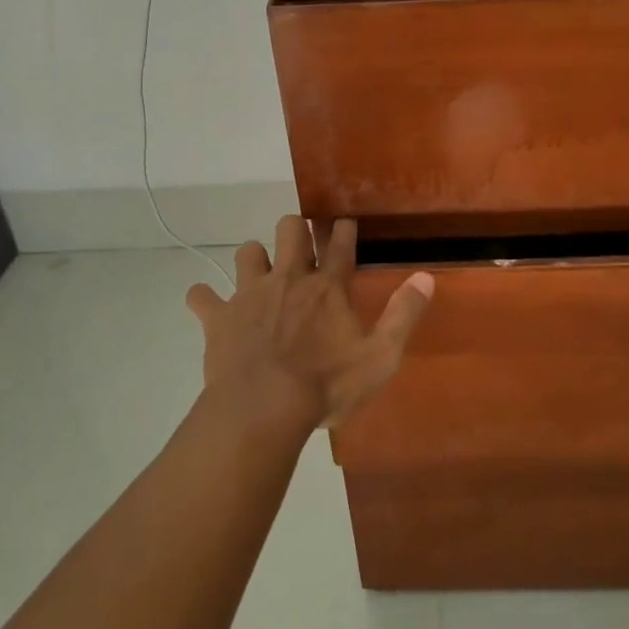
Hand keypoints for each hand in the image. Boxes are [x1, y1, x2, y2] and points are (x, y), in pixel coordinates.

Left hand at [186, 216, 434, 429]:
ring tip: (259, 271)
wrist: (264, 408)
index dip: (344, 230)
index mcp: (328, 287)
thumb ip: (403, 315)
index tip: (344, 221)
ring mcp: (250, 294)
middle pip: (290, 230)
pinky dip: (204, 298)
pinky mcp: (220, 317)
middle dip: (296, 229)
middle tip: (300, 242)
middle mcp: (289, 279)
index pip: (341, 245)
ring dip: (254, 257)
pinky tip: (206, 304)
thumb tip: (426, 277)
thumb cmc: (327, 385)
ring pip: (247, 251)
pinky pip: (202, 296)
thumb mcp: (380, 357)